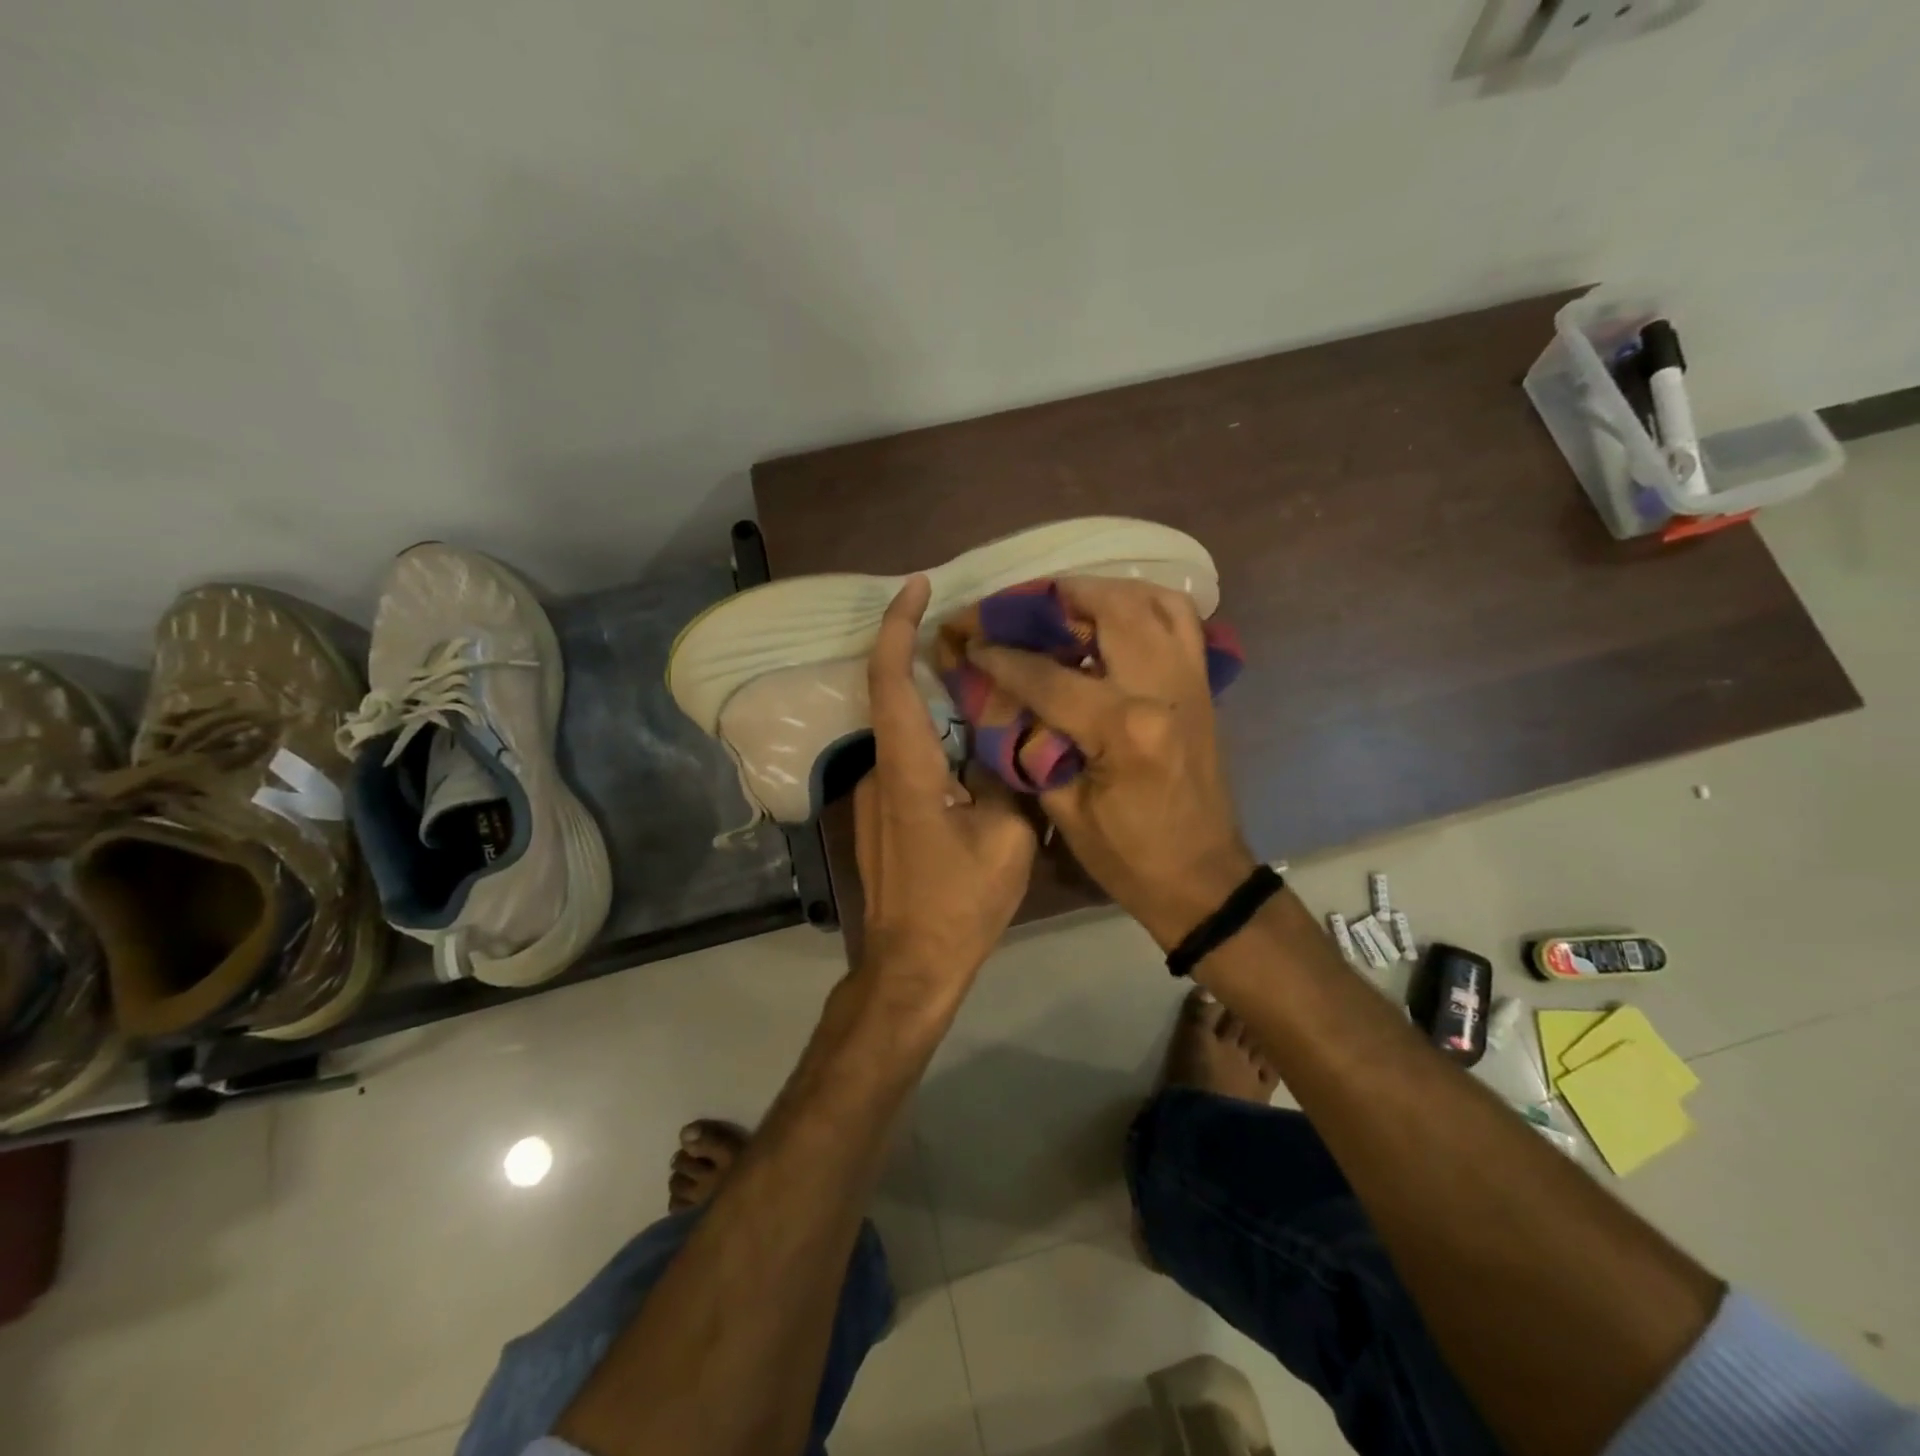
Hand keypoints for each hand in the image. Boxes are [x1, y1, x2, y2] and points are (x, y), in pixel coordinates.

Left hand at [855, 576, 1038, 993]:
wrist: (911, 965)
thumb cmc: (959, 904)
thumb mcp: (1006, 838)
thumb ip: (1006, 776)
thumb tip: (1007, 738)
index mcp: (906, 768)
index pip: (889, 679)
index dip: (897, 626)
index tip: (917, 587)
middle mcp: (878, 770)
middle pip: (896, 697)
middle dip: (928, 659)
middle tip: (981, 640)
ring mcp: (872, 794)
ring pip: (906, 731)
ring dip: (939, 707)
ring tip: (991, 695)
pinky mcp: (879, 813)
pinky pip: (908, 759)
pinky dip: (937, 741)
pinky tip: (976, 752)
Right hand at [965, 577, 1255, 949]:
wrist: (1202, 878)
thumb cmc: (1128, 857)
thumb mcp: (1063, 809)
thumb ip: (1030, 742)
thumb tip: (998, 696)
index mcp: (1125, 728)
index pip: (1048, 674)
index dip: (1001, 656)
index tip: (968, 640)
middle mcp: (1163, 687)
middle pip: (1107, 608)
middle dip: (1051, 598)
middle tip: (1014, 608)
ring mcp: (1191, 679)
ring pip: (1150, 599)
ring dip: (1100, 591)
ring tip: (1060, 605)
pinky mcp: (1203, 684)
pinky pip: (1180, 619)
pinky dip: (1144, 603)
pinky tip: (1112, 616)